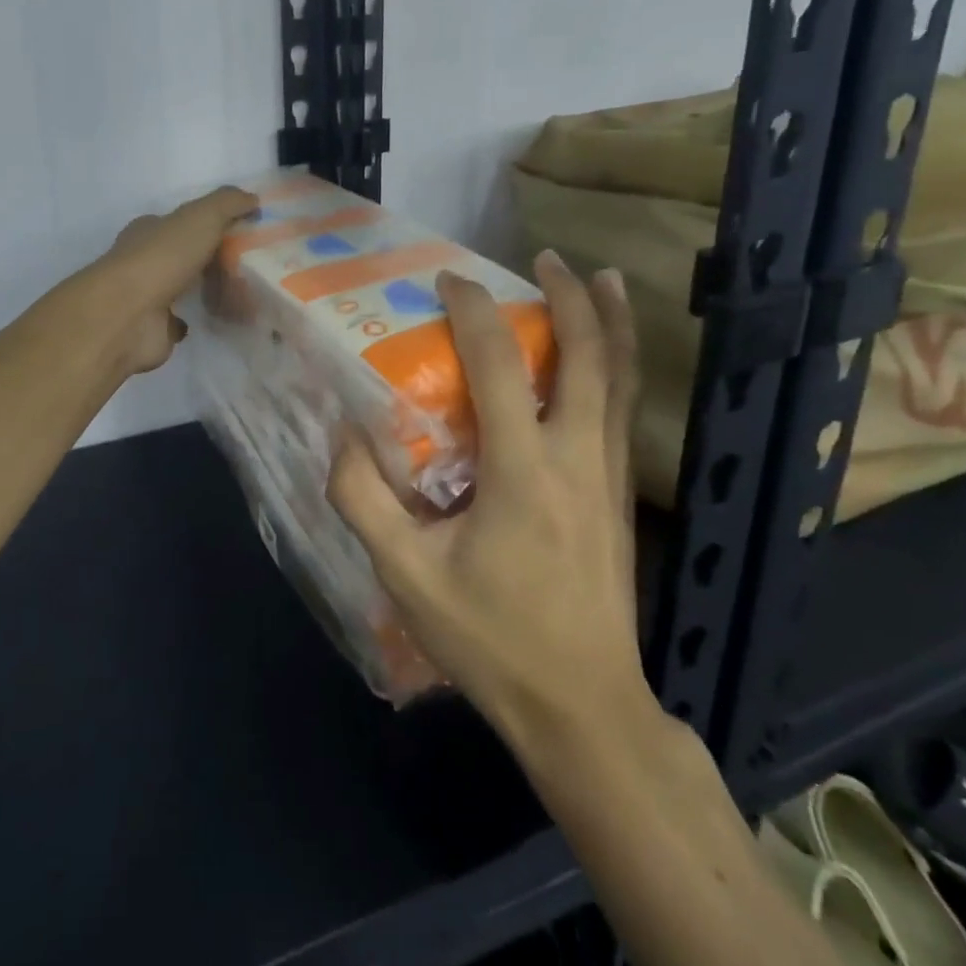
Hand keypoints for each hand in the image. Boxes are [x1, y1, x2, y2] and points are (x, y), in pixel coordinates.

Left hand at [87, 185, 258, 375]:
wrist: (129, 316)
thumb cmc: (162, 258)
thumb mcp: (201, 217)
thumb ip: (227, 203)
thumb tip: (252, 198)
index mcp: (149, 231)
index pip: (180, 222)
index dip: (210, 223)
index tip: (242, 230)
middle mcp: (145, 260)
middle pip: (185, 256)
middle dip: (214, 259)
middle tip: (252, 266)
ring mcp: (148, 297)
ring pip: (185, 288)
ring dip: (211, 290)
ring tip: (247, 293)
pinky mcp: (155, 329)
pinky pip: (183, 321)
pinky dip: (198, 318)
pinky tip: (221, 318)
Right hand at [326, 250, 649, 744]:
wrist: (583, 708)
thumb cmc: (492, 639)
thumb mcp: (407, 576)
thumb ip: (363, 500)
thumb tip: (342, 434)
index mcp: (523, 471)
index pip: (499, 366)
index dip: (474, 312)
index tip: (449, 280)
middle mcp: (577, 458)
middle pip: (588, 356)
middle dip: (569, 297)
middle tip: (545, 257)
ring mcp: (609, 476)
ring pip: (620, 379)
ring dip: (612, 322)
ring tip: (604, 278)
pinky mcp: (620, 497)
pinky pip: (623, 410)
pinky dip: (618, 366)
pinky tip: (607, 357)